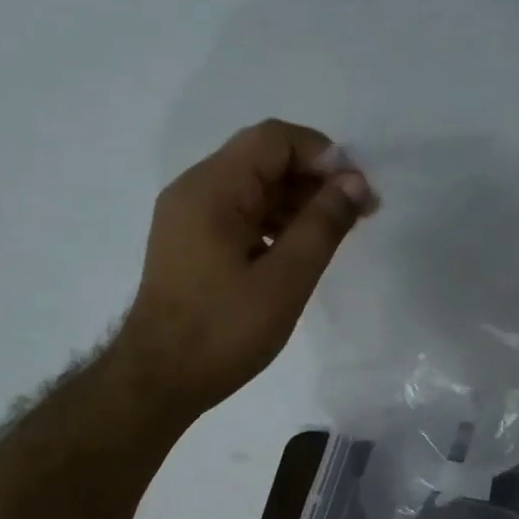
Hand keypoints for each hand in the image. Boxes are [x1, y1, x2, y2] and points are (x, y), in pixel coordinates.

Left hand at [114, 119, 374, 415]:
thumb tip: (354, 182)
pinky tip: (297, 252)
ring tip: (333, 236)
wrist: (160, 379)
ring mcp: (187, 217)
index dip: (323, 155)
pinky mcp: (189, 244)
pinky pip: (238, 214)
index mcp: (212, 189)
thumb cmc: (224, 332)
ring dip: (295, 203)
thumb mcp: (284, 280)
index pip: (274, 139)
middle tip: (356, 216)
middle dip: (313, 180)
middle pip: (262, 159)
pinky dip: (272, 223)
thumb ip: (322, 226)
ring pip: (251, 188)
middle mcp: (194, 190)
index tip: (358, 192)